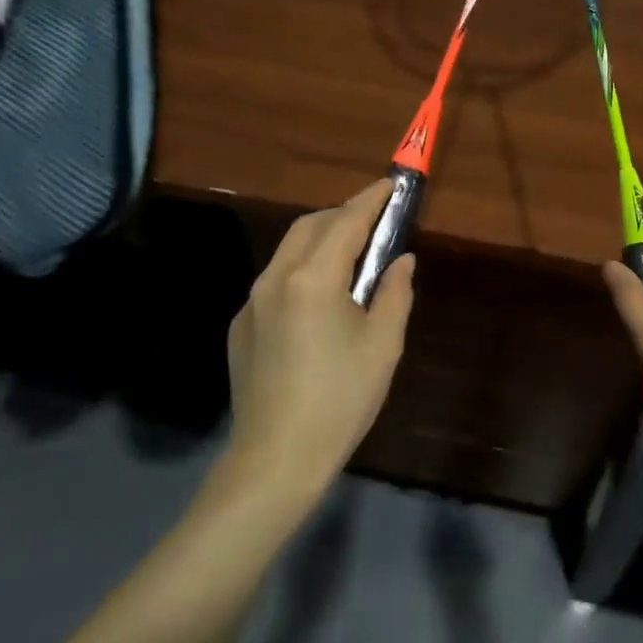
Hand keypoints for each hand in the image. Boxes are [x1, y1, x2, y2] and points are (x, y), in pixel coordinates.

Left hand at [225, 179, 415, 490]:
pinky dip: (302, 269)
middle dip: (343, 214)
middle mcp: (275, 279)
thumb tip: (400, 261)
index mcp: (313, 279)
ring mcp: (252, 302)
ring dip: (320, 239)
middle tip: (374, 219)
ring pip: (288, 251)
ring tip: (351, 254)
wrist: (276, 458)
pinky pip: (275, 280)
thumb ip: (394, 293)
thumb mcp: (383, 345)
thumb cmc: (340, 399)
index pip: (346, 222)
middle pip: (310, 226)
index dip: (370, 200)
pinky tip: (319, 299)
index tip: (390, 185)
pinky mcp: (241, 326)